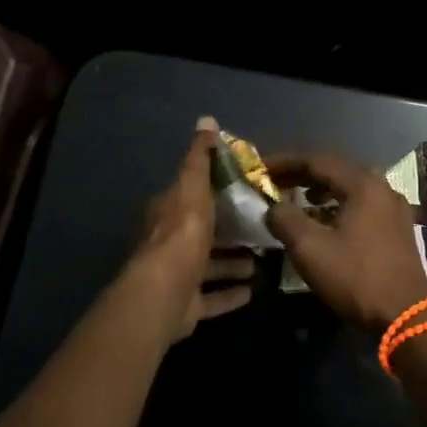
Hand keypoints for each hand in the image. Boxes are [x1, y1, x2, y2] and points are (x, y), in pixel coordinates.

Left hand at [122, 122, 255, 342]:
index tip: (246, 188)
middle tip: (262, 226)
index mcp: (168, 213)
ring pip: (208, 267)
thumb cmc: (182, 234)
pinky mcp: (185, 307)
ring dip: (232, 263)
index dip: (215, 190)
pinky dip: (229, 294)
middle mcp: (168, 244)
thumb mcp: (193, 186)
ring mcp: (176, 278)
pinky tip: (252, 290)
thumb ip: (200, 157)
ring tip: (261, 259)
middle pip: (202, 233)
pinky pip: (211, 299)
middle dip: (229, 230)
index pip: (192, 194)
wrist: (164, 293)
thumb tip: (206, 120)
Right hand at [264, 153, 426, 331]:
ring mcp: (394, 208)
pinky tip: (325, 221)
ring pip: (350, 187)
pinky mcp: (398, 228)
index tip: (260, 169)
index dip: (285, 162)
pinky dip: (338, 205)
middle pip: (336, 170)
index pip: (317, 160)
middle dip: (302, 174)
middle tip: (275, 182)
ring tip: (297, 200)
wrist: (406, 316)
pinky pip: (362, 204)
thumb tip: (273, 206)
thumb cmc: (356, 278)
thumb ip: (285, 219)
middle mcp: (382, 187)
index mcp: (363, 184)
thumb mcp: (310, 249)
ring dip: (321, 190)